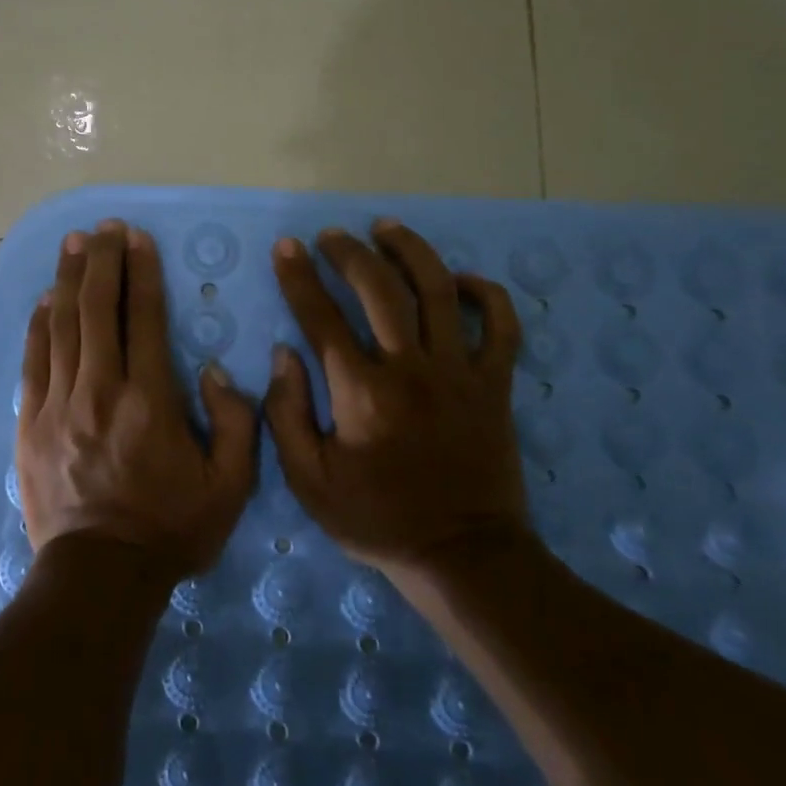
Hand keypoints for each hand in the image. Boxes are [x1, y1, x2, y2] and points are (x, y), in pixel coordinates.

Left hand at [17, 219, 258, 577]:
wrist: (99, 576)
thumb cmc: (169, 528)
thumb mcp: (230, 486)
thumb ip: (236, 422)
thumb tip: (213, 371)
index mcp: (149, 400)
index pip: (143, 317)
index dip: (140, 271)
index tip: (136, 238)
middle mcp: (100, 390)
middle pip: (96, 308)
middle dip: (101, 261)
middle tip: (103, 227)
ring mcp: (58, 405)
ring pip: (61, 326)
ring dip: (67, 280)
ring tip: (73, 243)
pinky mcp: (31, 423)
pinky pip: (34, 361)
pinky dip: (38, 326)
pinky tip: (43, 301)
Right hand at [263, 218, 529, 571]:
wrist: (463, 556)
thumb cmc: (377, 519)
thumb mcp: (309, 482)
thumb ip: (286, 415)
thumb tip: (285, 354)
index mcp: (361, 393)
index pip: (321, 317)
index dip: (298, 277)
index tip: (286, 247)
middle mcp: (411, 369)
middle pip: (380, 289)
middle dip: (350, 253)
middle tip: (332, 236)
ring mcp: (460, 373)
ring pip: (439, 291)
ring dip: (410, 251)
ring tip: (387, 229)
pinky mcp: (495, 384)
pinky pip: (501, 326)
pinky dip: (486, 294)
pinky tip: (461, 279)